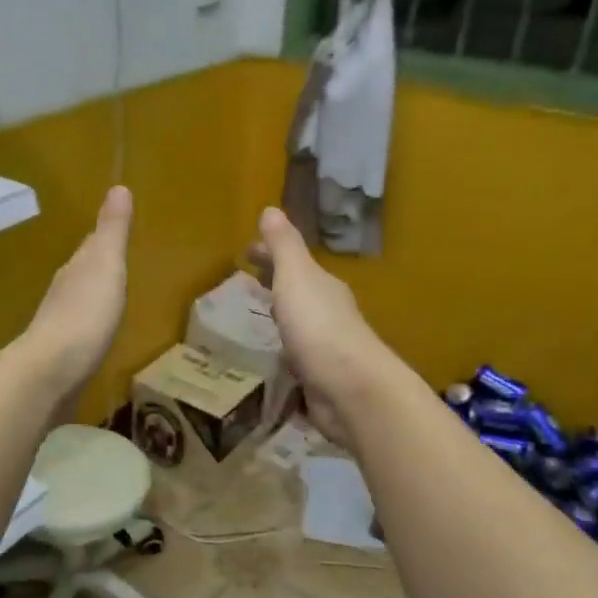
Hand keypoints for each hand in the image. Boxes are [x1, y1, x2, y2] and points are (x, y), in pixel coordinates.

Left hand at [19, 186, 132, 401]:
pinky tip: (97, 338)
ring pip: (79, 304)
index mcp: (76, 270)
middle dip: (97, 268)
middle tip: (115, 263)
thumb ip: (112, 231)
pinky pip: (80, 335)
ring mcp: (59, 328)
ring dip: (92, 299)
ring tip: (110, 299)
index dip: (104, 239)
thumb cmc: (85, 314)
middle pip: (82, 274)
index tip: (115, 231)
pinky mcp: (61, 359)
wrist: (51, 372)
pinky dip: (90, 330)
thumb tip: (118, 186)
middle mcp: (63, 294)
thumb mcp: (105, 265)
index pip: (91, 247)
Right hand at [248, 207, 393, 448]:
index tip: (245, 253)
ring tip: (255, 320)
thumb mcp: (296, 277)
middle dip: (275, 285)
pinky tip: (272, 361)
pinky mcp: (321, 379)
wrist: (351, 390)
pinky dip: (284, 352)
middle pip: (297, 291)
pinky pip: (297, 358)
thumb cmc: (318, 326)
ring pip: (298, 325)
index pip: (292, 263)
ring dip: (281, 319)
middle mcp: (328, 313)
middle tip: (247, 284)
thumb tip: (271, 208)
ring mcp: (326, 348)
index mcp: (322, 286)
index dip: (269, 255)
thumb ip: (284, 246)